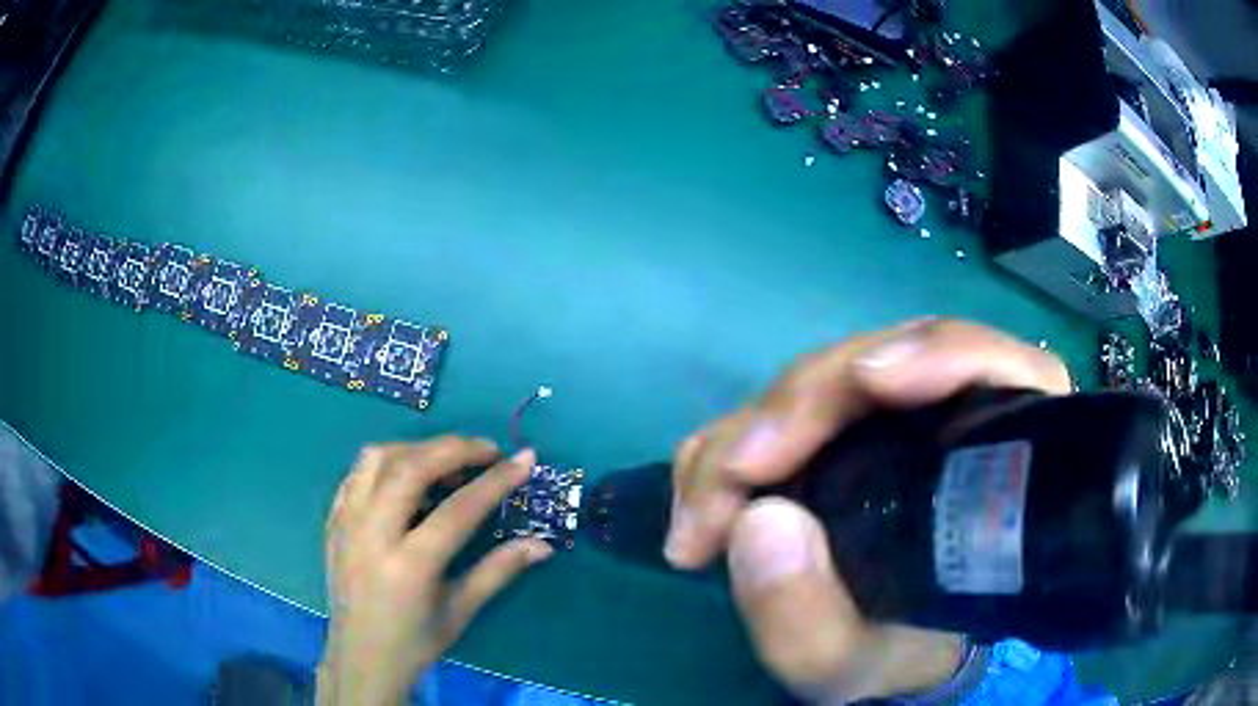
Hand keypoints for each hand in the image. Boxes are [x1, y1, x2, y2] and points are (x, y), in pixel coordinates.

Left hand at [317, 437, 552, 705]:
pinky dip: (386, 462)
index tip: (524, 460)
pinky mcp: (333, 520)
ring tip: (445, 460)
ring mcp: (347, 522)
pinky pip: (357, 473)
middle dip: (455, 449)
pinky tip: (407, 475)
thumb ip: (499, 571)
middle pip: (412, 468)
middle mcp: (372, 535)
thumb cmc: (414, 642)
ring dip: (417, 448)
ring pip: (378, 459)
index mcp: (410, 566)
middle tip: (487, 451)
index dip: (496, 481)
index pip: (458, 509)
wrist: (360, 658)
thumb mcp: (460, 611)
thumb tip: (542, 544)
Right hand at [666, 319, 1070, 702]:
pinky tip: (710, 481)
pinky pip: (784, 401)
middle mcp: (953, 414)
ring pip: (822, 376)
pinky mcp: (844, 423)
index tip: (864, 389)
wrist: (889, 649)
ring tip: (704, 507)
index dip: (934, 356)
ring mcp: (893, 409)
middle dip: (796, 410)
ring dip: (754, 428)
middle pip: (880, 362)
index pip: (988, 365)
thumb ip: (813, 626)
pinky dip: (739, 433)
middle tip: (723, 491)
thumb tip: (759, 521)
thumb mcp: (857, 663)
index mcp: (999, 457)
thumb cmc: (897, 652)